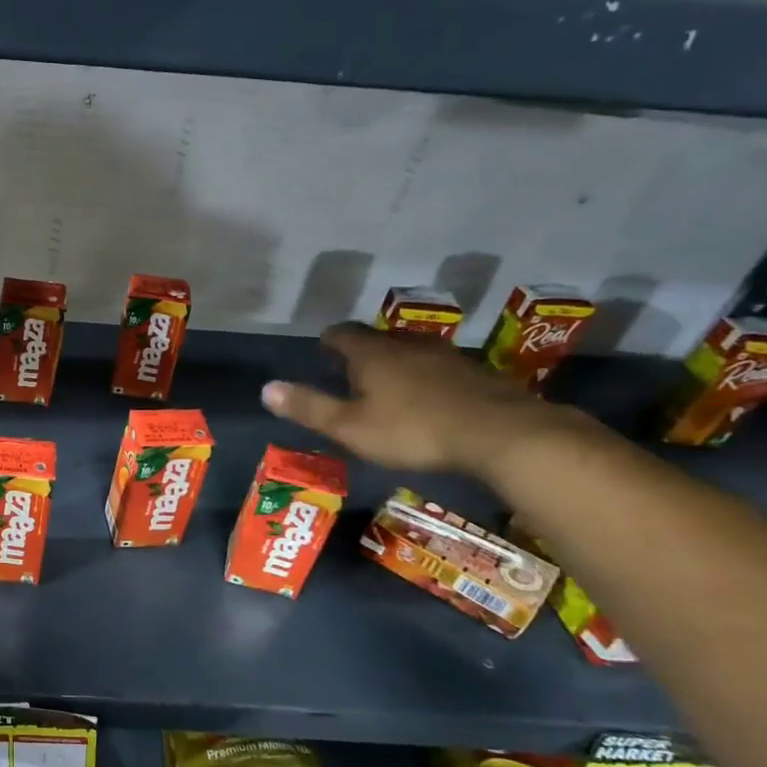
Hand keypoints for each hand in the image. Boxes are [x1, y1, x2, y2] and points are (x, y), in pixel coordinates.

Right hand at [260, 323, 555, 476]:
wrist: (501, 432)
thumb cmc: (413, 430)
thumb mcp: (351, 427)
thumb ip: (309, 407)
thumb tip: (266, 388)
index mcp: (372, 354)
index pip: (341, 334)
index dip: (328, 342)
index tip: (322, 352)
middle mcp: (406, 345)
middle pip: (377, 339)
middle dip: (361, 352)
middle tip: (350, 372)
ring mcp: (445, 355)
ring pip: (410, 351)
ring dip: (395, 362)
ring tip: (387, 384)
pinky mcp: (475, 372)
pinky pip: (439, 367)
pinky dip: (426, 377)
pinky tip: (429, 399)